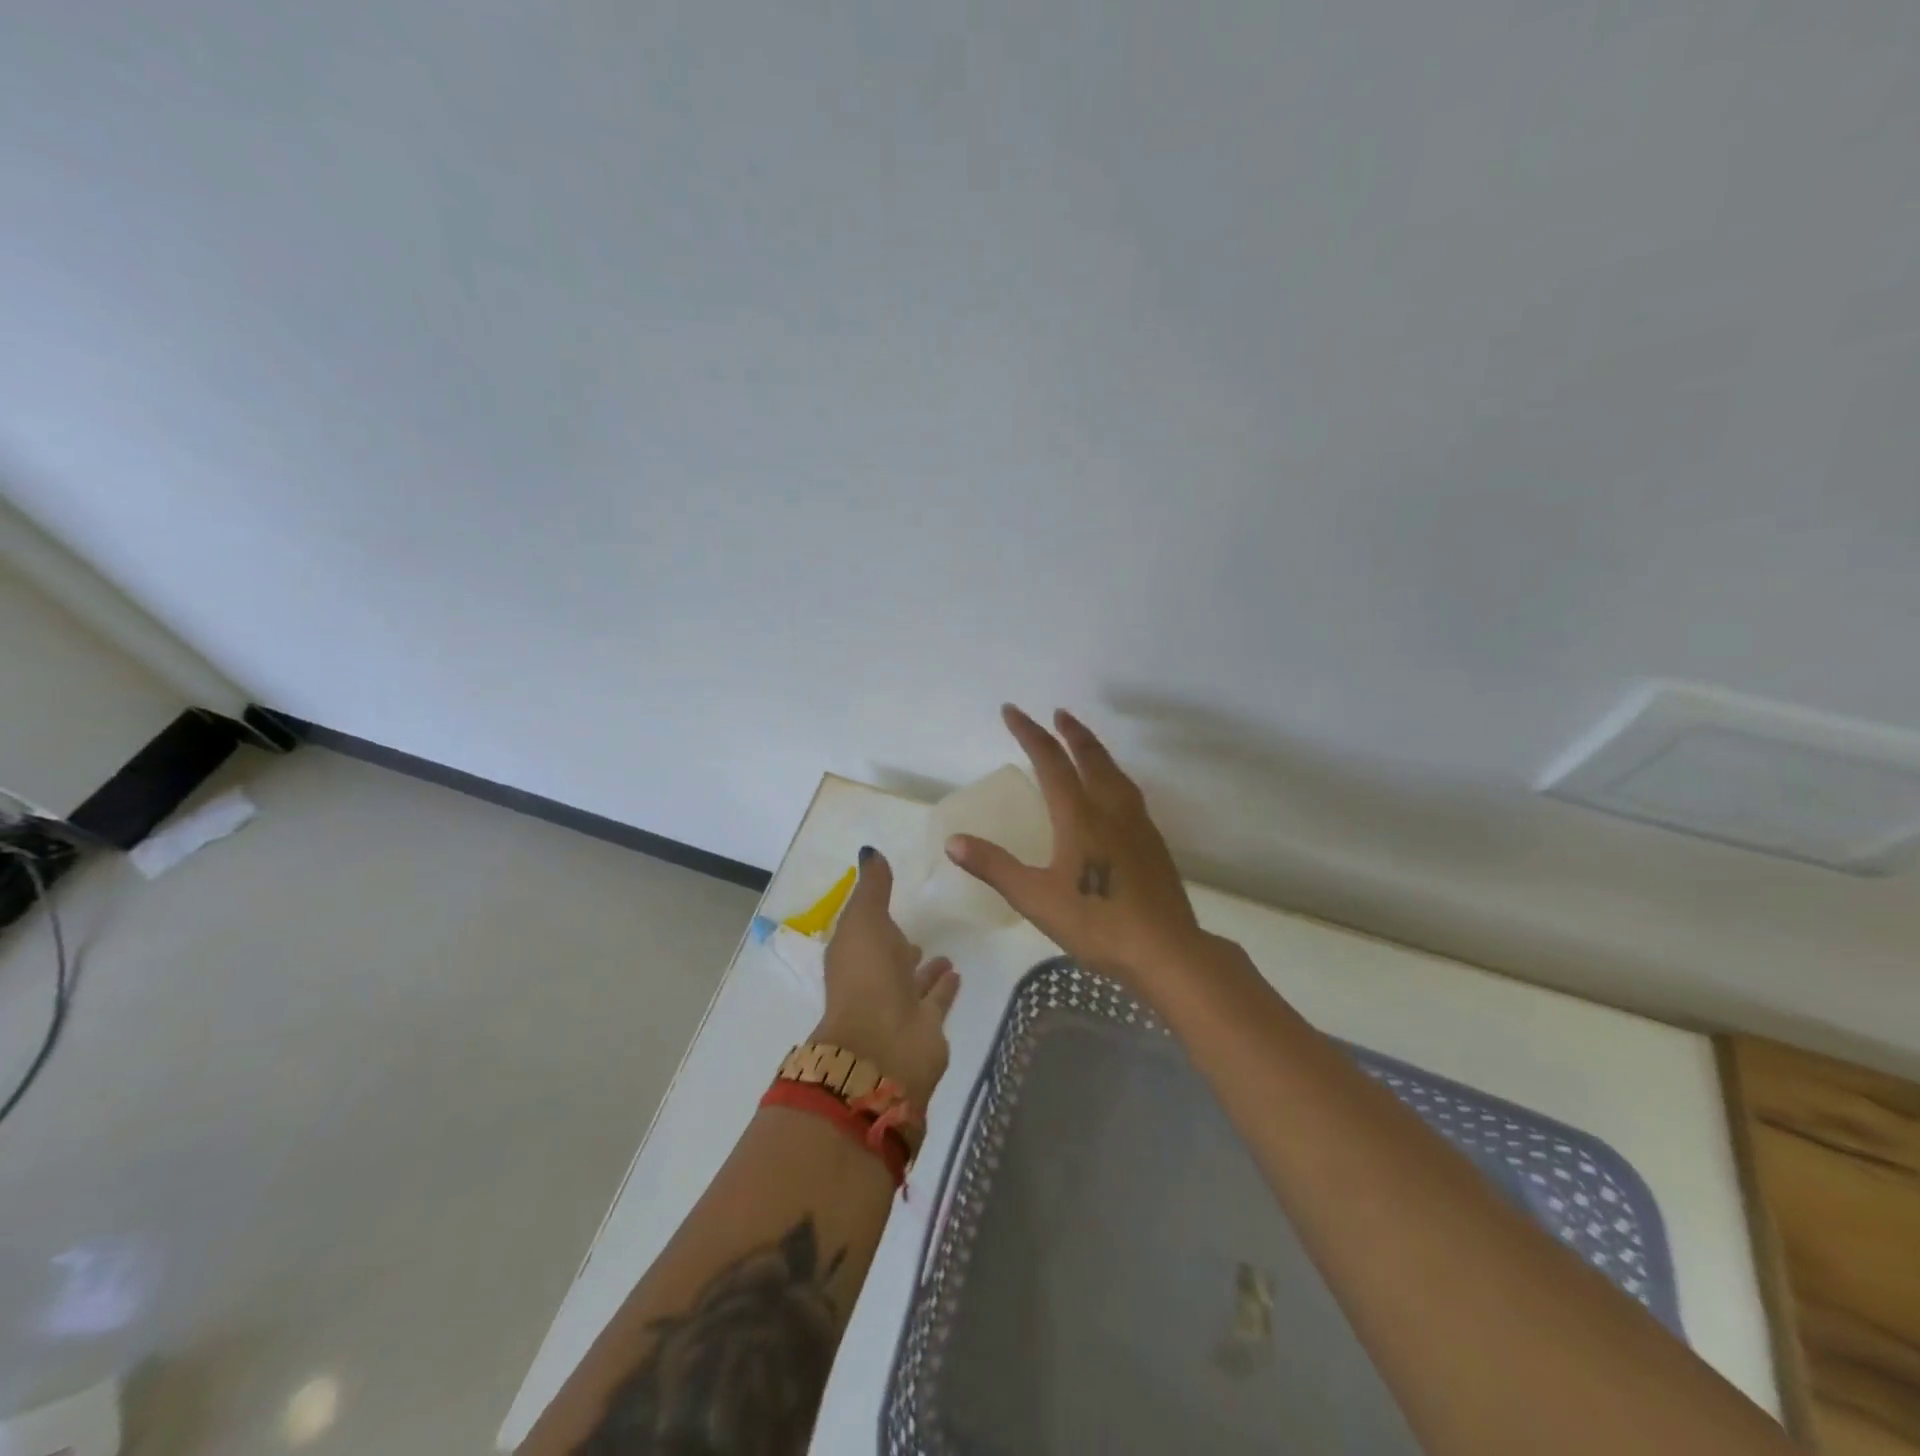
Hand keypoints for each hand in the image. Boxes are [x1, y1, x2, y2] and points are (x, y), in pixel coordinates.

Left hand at [811, 848, 959, 1108]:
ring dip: (926, 970)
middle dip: (900, 947)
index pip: (863, 933)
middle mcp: (873, 981)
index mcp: (852, 956)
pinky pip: (936, 1000)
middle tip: (919, 932)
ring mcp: (898, 1006)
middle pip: (888, 960)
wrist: (882, 1046)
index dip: (874, 919)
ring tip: (946, 953)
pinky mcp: (924, 1026)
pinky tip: (958, 973)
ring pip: (913, 982)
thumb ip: (872, 888)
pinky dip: (944, 988)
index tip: (893, 902)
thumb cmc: (866, 976)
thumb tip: (869, 851)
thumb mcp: (864, 919)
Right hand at [946, 705, 1206, 985]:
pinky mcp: (1153, 842)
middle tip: (1057, 713)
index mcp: (1079, 815)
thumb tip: (953, 841)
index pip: (1050, 761)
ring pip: (1115, 772)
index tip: (1011, 711)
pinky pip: (1129, 792)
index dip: (1029, 733)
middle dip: (1070, 732)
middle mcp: (1110, 809)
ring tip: (1083, 742)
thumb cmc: (1096, 923)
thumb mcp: (1035, 898)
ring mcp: (1137, 823)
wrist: (1167, 950)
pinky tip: (1112, 792)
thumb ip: (994, 867)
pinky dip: (1112, 775)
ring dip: (1095, 749)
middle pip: (1090, 756)